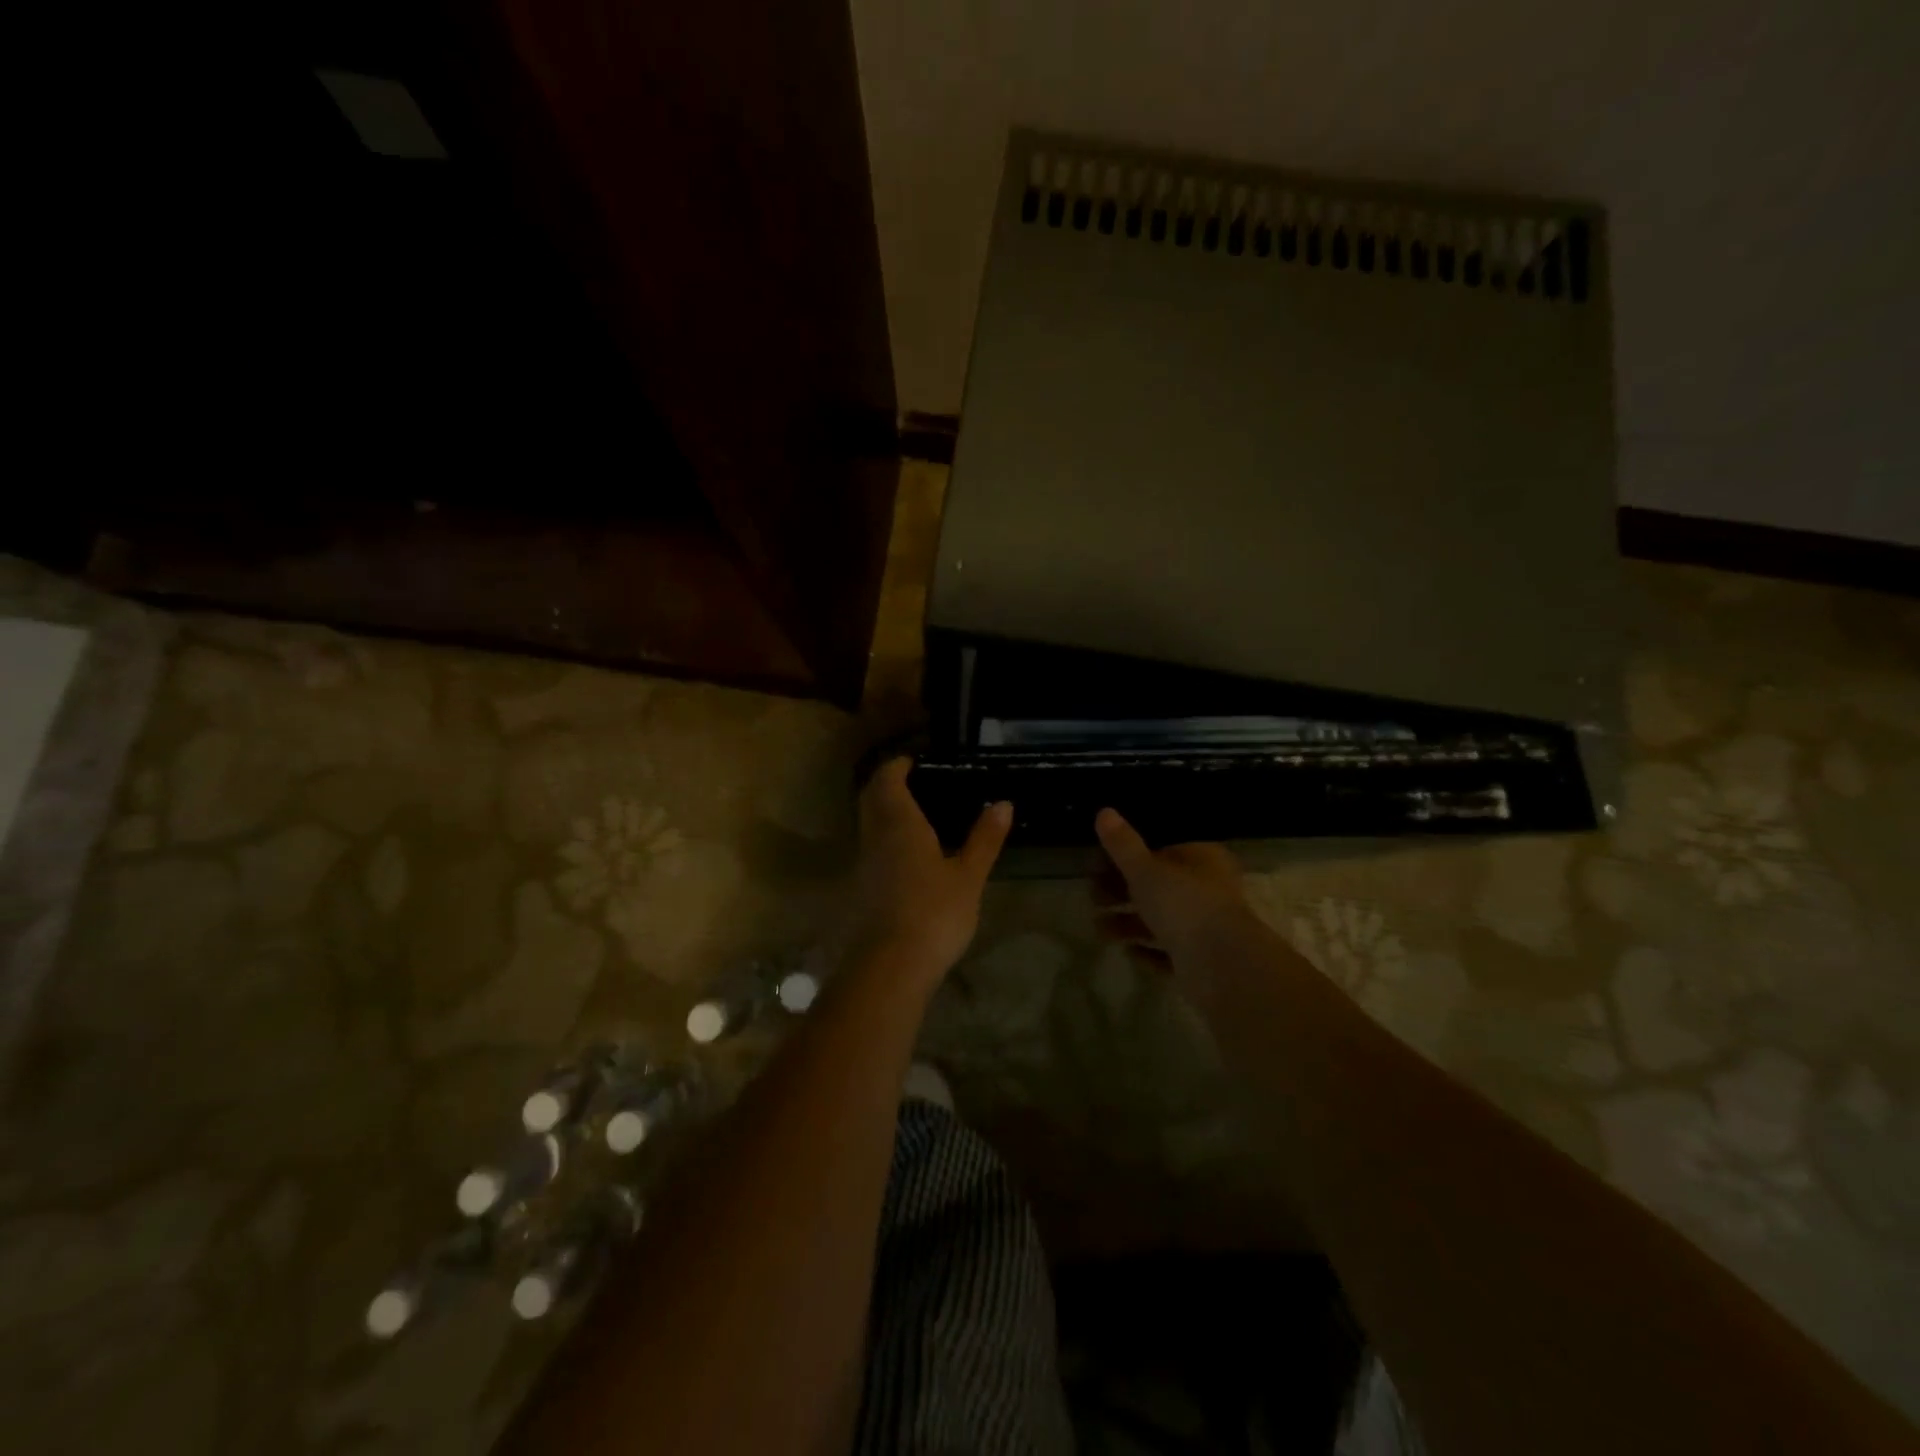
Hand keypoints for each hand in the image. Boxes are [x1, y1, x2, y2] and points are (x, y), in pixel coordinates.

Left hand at [844, 758, 1011, 984]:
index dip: (898, 765)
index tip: (916, 761)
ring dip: (884, 810)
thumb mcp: (968, 875)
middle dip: (888, 783)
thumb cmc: (934, 913)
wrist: (891, 966)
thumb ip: (984, 838)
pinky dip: (885, 836)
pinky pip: (871, 846)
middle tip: (916, 782)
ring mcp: (864, 862)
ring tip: (918, 814)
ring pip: (868, 822)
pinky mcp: (862, 887)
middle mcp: (874, 835)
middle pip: (871, 796)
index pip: (888, 779)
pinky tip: (909, 852)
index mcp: (899, 823)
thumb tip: (1003, 803)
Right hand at [1092, 808, 1254, 972]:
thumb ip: (1123, 845)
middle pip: (1157, 885)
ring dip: (1128, 922)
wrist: (1223, 967)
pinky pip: (1168, 951)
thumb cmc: (1184, 905)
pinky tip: (1127, 951)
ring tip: (1098, 928)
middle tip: (1091, 896)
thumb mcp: (1145, 870)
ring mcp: (1206, 926)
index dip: (1127, 855)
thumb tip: (1104, 811)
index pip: (1161, 849)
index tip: (1096, 864)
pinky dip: (1148, 950)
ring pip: (1160, 919)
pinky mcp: (1201, 959)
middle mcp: (1207, 889)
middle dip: (1121, 890)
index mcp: (1201, 859)